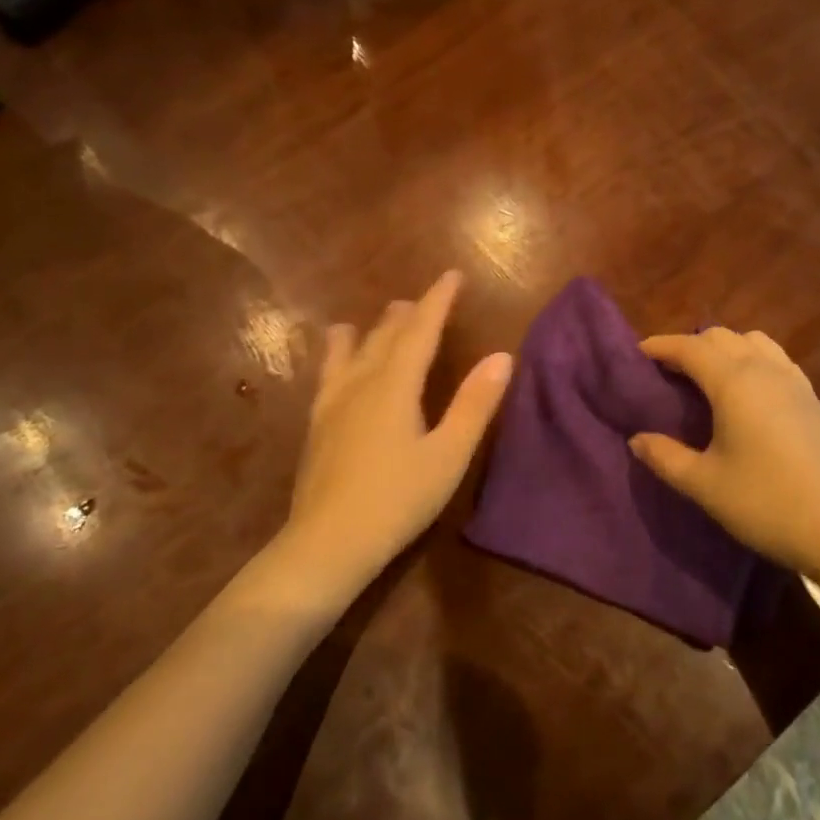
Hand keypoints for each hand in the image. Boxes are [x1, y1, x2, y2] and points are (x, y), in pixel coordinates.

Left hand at [282, 270, 512, 594]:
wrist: (326, 544)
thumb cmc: (397, 500)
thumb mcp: (448, 456)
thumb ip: (475, 404)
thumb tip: (502, 356)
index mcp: (395, 385)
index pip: (421, 330)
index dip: (439, 300)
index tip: (453, 275)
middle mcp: (361, 383)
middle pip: (386, 335)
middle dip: (409, 313)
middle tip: (424, 299)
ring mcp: (333, 403)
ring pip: (352, 351)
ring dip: (372, 330)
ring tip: (380, 317)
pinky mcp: (317, 425)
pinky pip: (329, 374)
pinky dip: (339, 354)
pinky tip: (337, 364)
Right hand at [631, 329, 819, 577]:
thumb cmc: (766, 502)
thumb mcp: (704, 484)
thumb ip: (665, 457)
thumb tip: (637, 439)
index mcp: (734, 381)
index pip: (690, 347)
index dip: (661, 346)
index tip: (637, 354)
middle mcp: (764, 369)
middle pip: (721, 337)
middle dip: (690, 345)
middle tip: (667, 372)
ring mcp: (794, 381)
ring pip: (753, 342)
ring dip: (724, 348)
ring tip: (707, 377)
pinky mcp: (812, 398)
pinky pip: (775, 359)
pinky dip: (752, 359)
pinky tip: (748, 392)